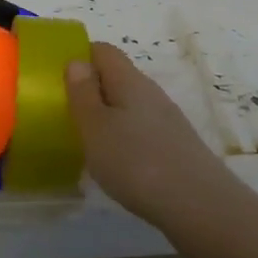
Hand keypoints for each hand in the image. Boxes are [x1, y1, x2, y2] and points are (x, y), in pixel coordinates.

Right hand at [66, 43, 231, 224]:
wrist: (199, 206)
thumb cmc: (137, 162)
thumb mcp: (96, 127)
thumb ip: (83, 93)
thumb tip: (77, 61)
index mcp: (129, 80)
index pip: (103, 51)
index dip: (80, 56)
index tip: (58, 78)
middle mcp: (151, 93)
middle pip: (117, 77)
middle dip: (92, 89)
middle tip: (66, 113)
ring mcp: (167, 120)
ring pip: (130, 106)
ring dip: (108, 116)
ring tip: (87, 141)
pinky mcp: (176, 146)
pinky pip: (142, 130)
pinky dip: (125, 139)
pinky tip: (117, 164)